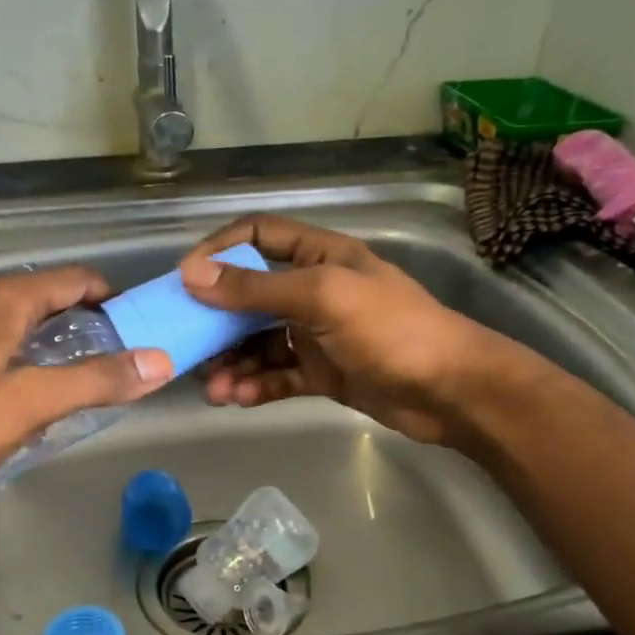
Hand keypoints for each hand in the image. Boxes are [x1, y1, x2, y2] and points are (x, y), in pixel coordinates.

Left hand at [0, 267, 170, 486]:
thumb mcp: (34, 403)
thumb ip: (97, 380)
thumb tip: (158, 361)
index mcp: (4, 298)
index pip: (74, 279)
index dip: (110, 298)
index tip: (134, 326)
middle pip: (40, 295)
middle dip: (77, 320)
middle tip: (103, 358)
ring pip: (4, 316)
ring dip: (38, 336)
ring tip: (57, 375)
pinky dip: (2, 349)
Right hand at [179, 215, 522, 444]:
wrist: (450, 391)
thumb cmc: (390, 329)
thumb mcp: (322, 297)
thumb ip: (257, 288)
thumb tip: (192, 274)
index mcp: (319, 255)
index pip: (257, 235)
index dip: (218, 251)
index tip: (184, 279)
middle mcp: (314, 289)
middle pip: (249, 296)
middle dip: (217, 321)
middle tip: (187, 346)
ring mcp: (317, 333)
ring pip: (259, 342)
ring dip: (232, 362)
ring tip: (213, 387)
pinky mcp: (322, 373)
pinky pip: (277, 374)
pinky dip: (255, 385)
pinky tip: (238, 398)